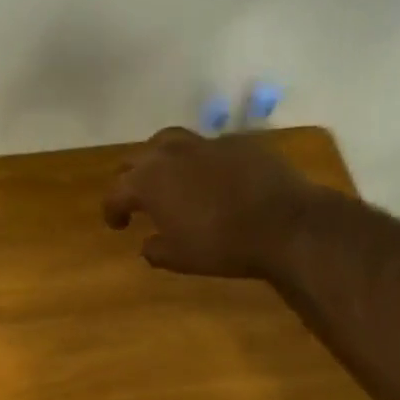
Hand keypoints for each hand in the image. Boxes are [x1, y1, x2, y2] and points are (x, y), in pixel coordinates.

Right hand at [103, 127, 321, 278]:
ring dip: (163, 158)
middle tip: (137, 196)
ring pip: (171, 141)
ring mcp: (206, 143)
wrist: (286, 224)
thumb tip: (148, 244)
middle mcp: (171, 154)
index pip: (116, 193)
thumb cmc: (223, 245)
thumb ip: (156, 249)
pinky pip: (209, 146)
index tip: (117, 224)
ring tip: (170, 175)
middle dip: (132, 177)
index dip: (112, 210)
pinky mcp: (239, 141)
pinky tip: (213, 176)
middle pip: (138, 158)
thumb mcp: (180, 258)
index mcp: (149, 182)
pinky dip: (202, 160)